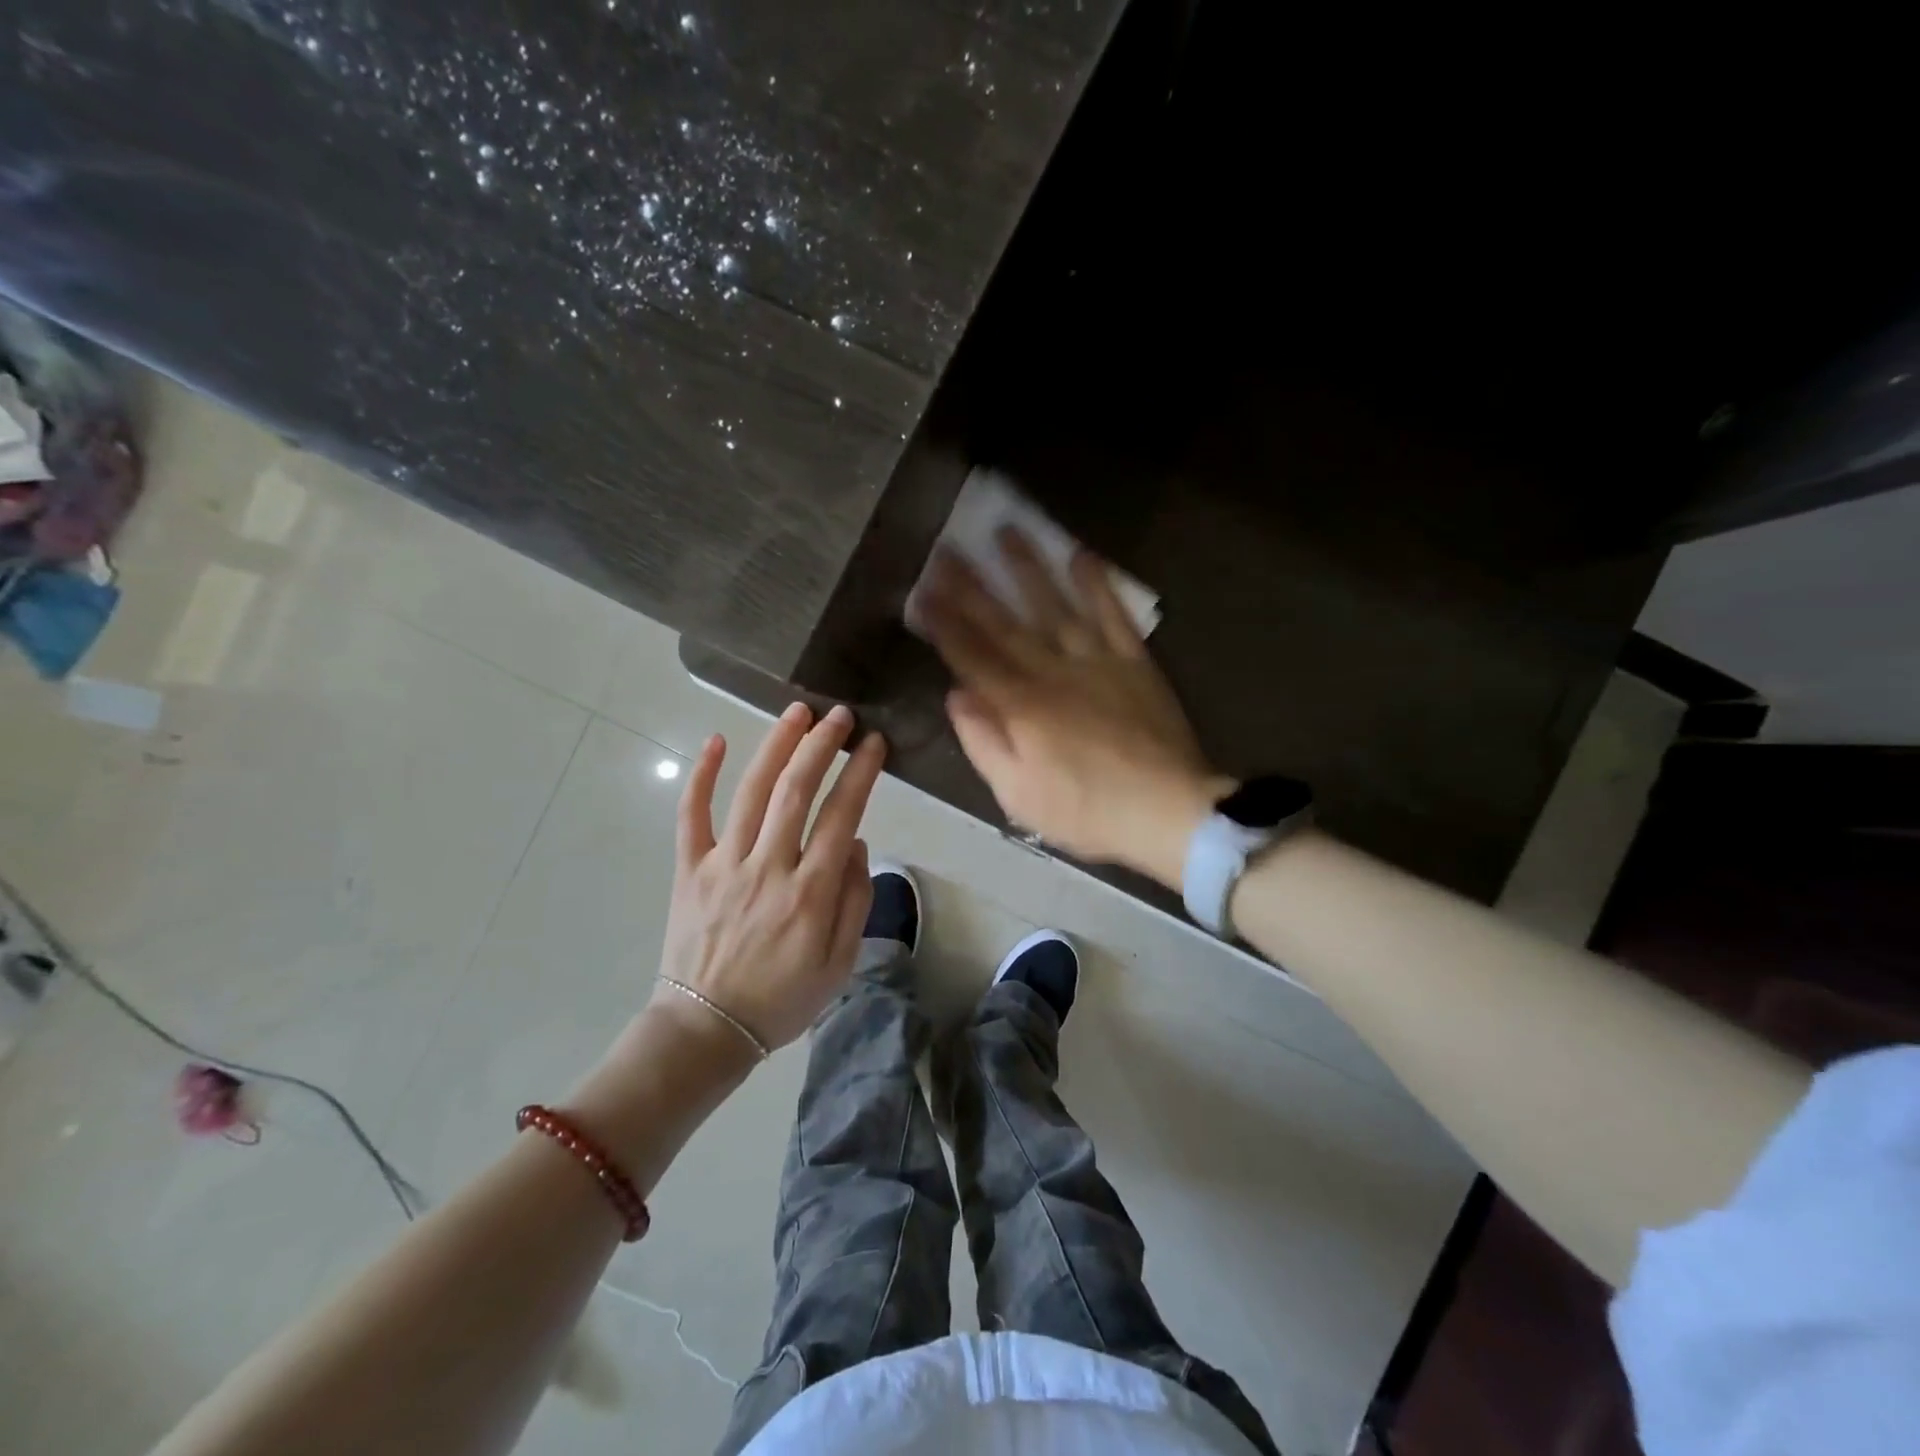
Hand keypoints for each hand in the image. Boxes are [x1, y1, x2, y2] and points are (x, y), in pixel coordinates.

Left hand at [656, 702, 886, 1051]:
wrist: (707, 1029)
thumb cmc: (783, 999)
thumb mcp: (840, 964)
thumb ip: (855, 901)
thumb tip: (856, 844)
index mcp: (811, 893)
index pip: (842, 816)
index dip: (860, 774)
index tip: (873, 742)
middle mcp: (769, 868)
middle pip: (796, 791)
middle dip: (821, 745)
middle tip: (839, 714)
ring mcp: (724, 865)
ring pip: (751, 792)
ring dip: (776, 746)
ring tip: (796, 712)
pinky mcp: (689, 870)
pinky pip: (691, 816)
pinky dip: (701, 777)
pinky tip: (716, 741)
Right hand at [919, 529, 1231, 886]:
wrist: (1166, 811)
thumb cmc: (1085, 811)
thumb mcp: (1018, 794)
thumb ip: (984, 742)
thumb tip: (956, 695)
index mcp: (1020, 706)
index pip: (972, 655)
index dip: (944, 623)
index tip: (923, 591)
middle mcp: (1052, 672)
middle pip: (1005, 623)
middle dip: (972, 587)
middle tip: (948, 550)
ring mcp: (1096, 661)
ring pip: (1055, 606)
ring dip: (1028, 569)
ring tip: (1006, 532)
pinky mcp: (1133, 661)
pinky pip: (1113, 614)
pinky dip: (1097, 584)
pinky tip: (1081, 555)